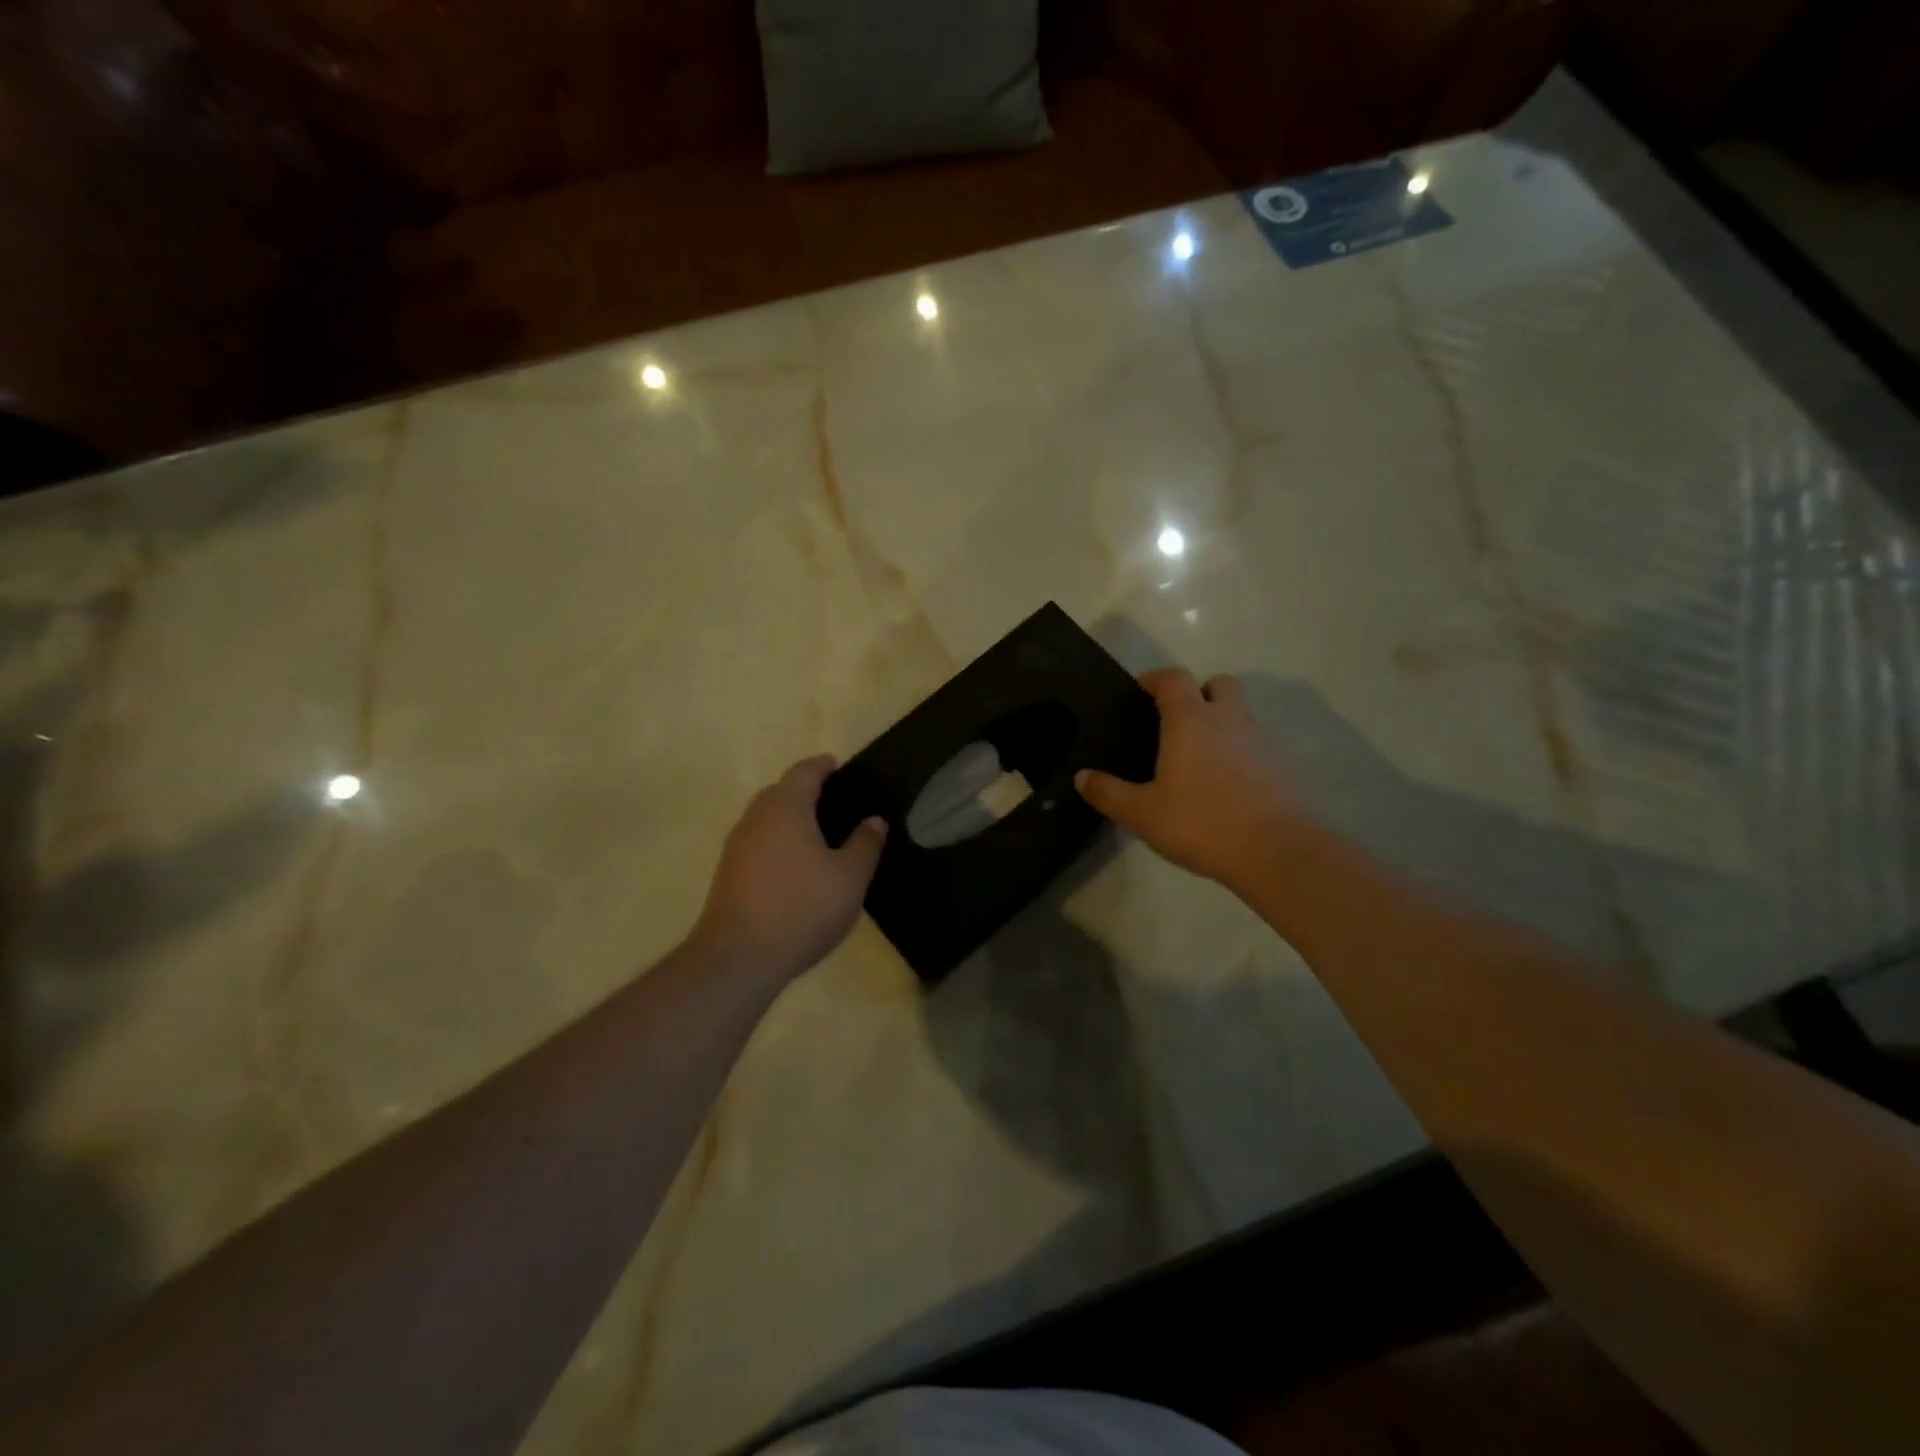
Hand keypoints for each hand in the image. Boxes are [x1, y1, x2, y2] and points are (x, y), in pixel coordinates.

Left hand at [691, 755, 887, 981]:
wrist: (739, 958)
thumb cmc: (802, 908)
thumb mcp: (850, 877)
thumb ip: (865, 844)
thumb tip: (874, 820)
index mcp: (786, 807)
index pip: (804, 772)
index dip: (823, 766)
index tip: (840, 767)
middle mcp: (756, 817)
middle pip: (781, 791)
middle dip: (806, 791)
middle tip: (836, 804)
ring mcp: (737, 846)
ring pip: (766, 818)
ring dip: (790, 818)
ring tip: (820, 836)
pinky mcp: (728, 873)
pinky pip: (758, 843)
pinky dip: (778, 842)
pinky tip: (797, 867)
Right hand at [1076, 670, 1312, 890]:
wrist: (1278, 852)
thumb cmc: (1202, 823)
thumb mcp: (1142, 814)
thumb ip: (1109, 793)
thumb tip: (1082, 777)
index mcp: (1191, 721)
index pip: (1173, 679)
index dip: (1155, 679)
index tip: (1141, 690)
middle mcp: (1229, 720)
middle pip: (1219, 684)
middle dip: (1200, 692)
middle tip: (1180, 720)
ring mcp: (1262, 741)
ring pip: (1242, 715)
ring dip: (1223, 724)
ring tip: (1202, 761)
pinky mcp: (1284, 766)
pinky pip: (1259, 747)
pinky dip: (1243, 754)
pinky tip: (1230, 787)